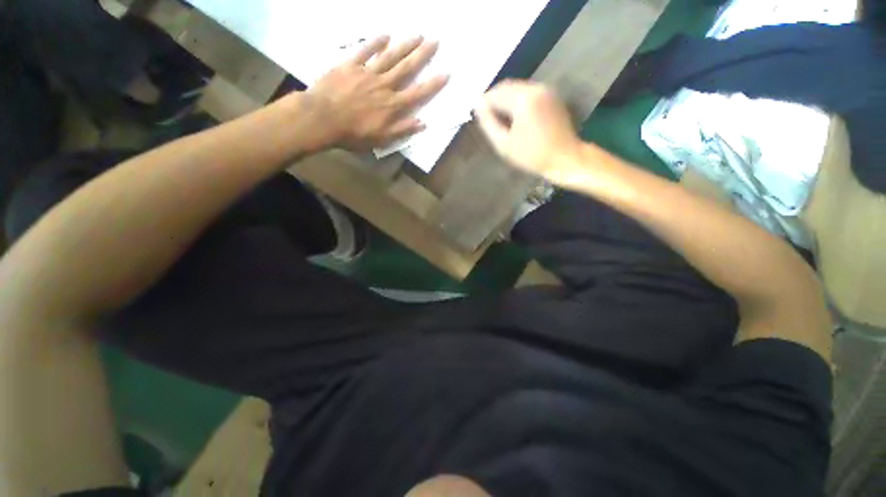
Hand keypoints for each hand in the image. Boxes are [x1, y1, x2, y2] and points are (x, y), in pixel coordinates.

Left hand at [303, 36, 448, 150]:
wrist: (322, 118)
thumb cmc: (353, 133)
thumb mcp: (381, 139)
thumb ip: (402, 129)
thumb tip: (423, 123)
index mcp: (392, 105)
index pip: (417, 93)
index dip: (432, 84)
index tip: (446, 73)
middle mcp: (384, 86)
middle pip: (406, 68)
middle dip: (422, 55)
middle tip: (435, 41)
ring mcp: (367, 73)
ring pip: (390, 57)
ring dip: (404, 45)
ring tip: (417, 35)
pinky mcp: (350, 65)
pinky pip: (365, 51)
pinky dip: (375, 42)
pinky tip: (385, 34)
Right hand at [474, 80, 580, 176]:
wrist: (565, 158)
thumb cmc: (532, 155)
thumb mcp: (504, 144)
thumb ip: (489, 123)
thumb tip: (478, 106)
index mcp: (523, 100)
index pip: (495, 94)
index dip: (484, 104)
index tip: (477, 116)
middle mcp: (535, 88)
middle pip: (506, 87)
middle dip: (494, 100)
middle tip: (487, 119)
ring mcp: (546, 90)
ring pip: (517, 88)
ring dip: (505, 100)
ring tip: (501, 120)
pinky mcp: (551, 95)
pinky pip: (528, 92)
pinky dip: (517, 101)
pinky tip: (515, 117)